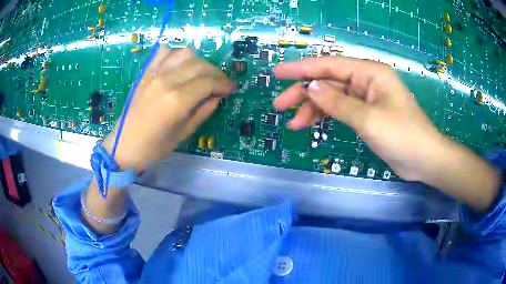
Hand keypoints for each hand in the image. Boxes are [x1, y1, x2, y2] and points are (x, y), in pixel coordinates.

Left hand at [103, 47, 233, 171]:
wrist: (125, 144)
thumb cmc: (155, 146)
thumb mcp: (184, 133)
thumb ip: (204, 111)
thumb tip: (217, 96)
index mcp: (177, 100)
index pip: (209, 82)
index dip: (224, 84)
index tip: (231, 89)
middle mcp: (167, 80)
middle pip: (200, 65)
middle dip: (216, 73)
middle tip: (221, 84)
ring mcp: (155, 73)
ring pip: (185, 53)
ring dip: (199, 62)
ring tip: (202, 74)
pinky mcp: (147, 72)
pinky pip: (165, 52)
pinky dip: (177, 54)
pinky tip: (180, 65)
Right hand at [274, 56, 448, 181]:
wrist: (424, 160)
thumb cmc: (403, 136)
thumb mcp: (369, 119)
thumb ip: (338, 103)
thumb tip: (310, 86)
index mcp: (370, 73)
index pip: (330, 66)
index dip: (302, 69)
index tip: (278, 73)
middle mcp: (367, 81)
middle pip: (329, 82)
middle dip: (303, 93)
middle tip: (279, 105)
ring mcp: (366, 98)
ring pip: (332, 97)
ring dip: (312, 108)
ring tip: (292, 123)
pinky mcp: (366, 114)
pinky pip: (341, 110)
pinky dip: (326, 116)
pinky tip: (310, 125)